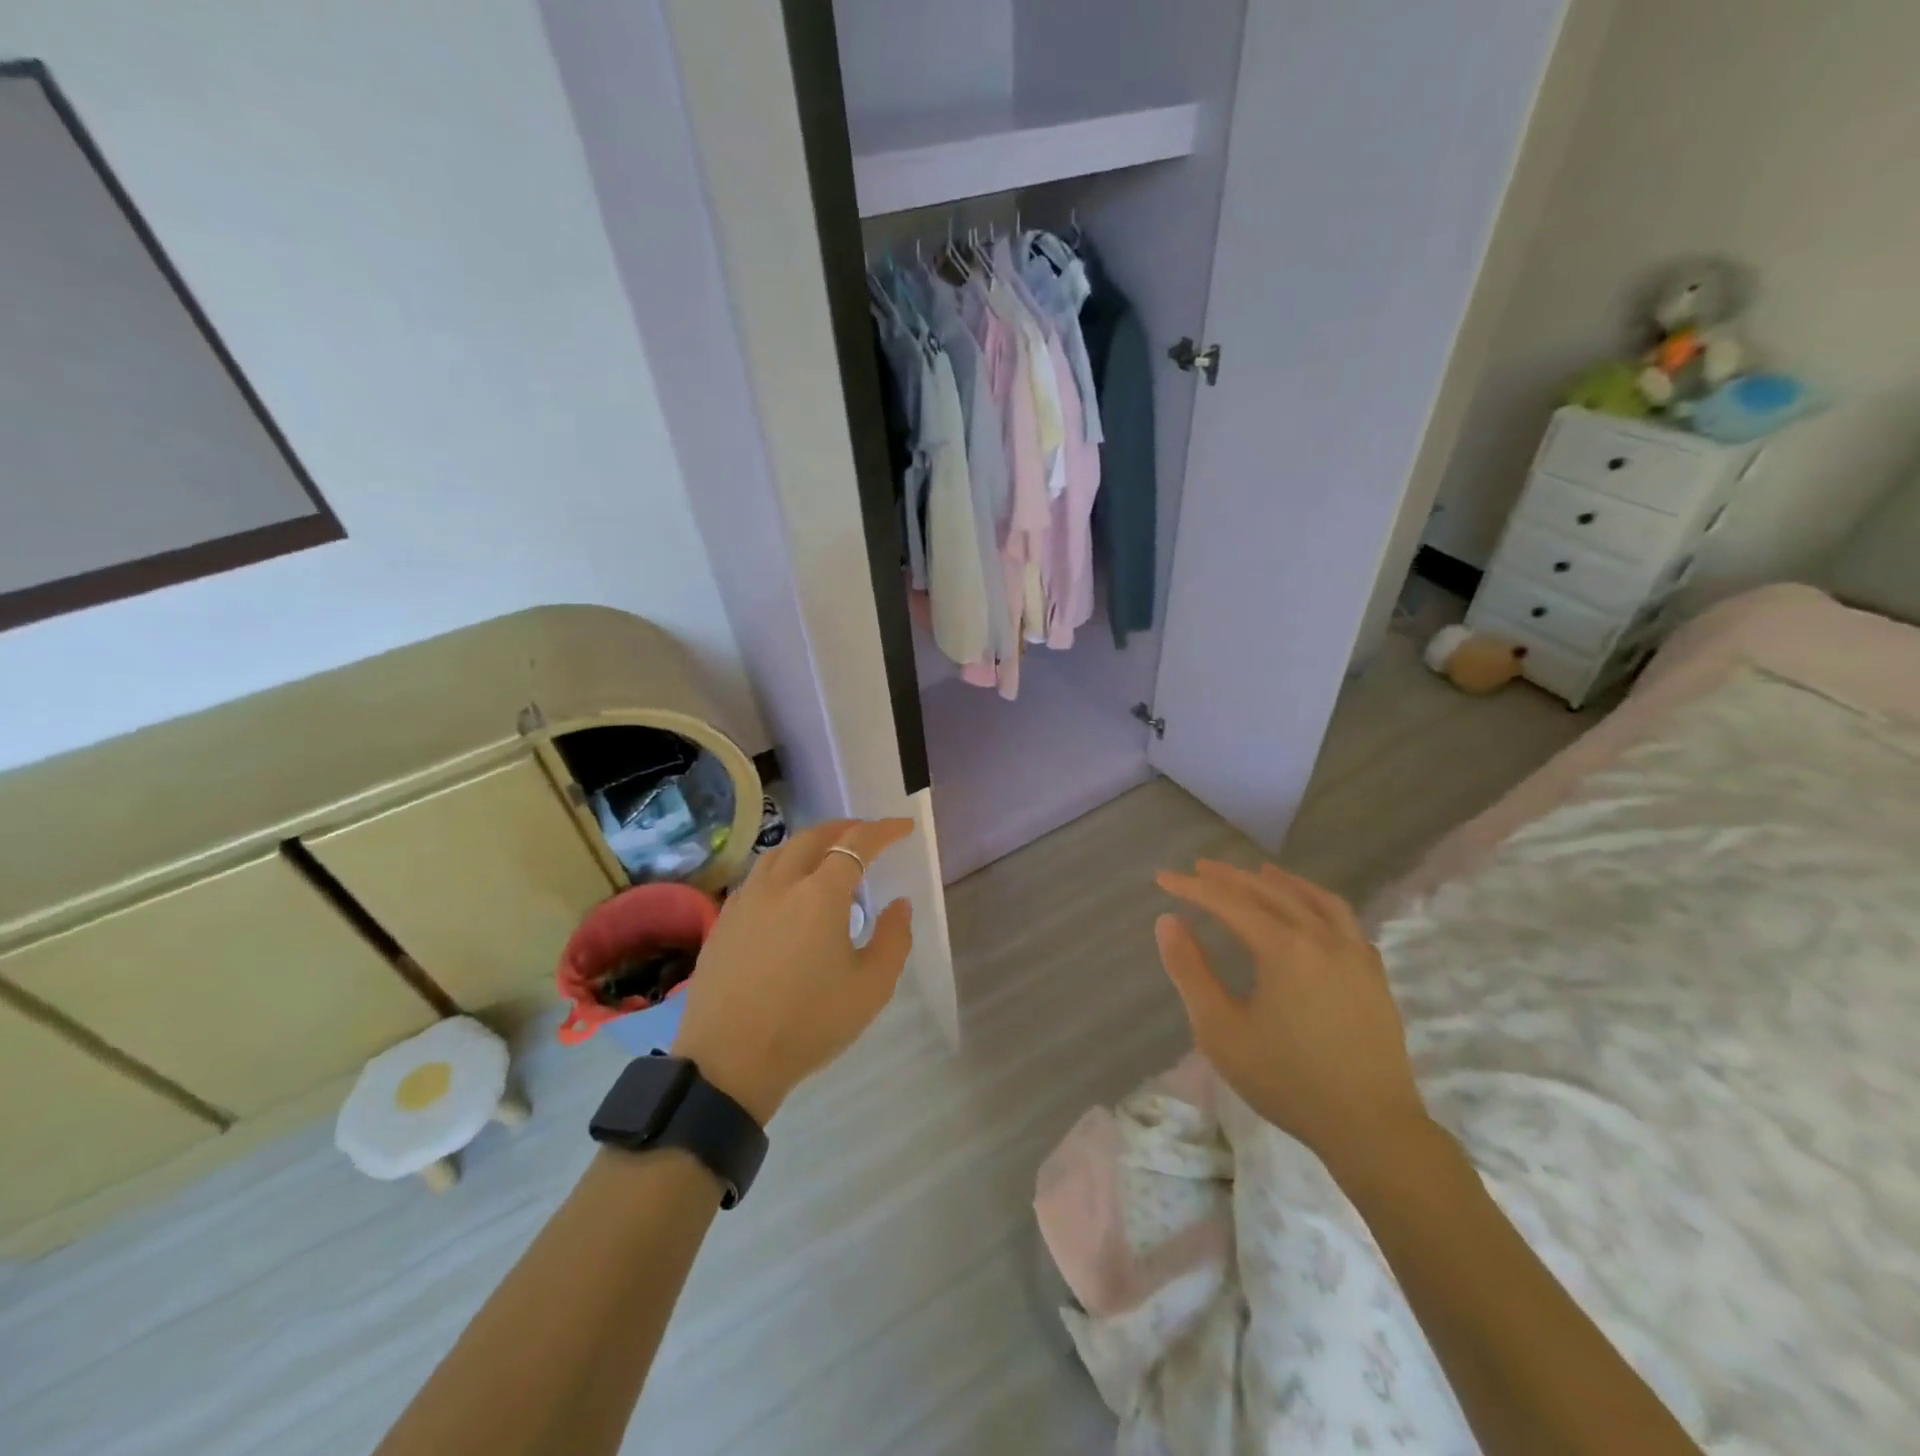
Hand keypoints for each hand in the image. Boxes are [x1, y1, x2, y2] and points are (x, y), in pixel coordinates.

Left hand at [672, 818, 914, 1122]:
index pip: (857, 844)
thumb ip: (894, 939)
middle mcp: (781, 884)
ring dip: (811, 842)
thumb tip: (898, 905)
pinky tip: (788, 888)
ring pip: (781, 851)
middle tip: (868, 834)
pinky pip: (759, 875)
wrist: (729, 1061)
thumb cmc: (809, 1023)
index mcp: (820, 894)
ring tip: (829, 853)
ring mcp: (747, 899)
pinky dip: (783, 865)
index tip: (904, 827)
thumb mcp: (871, 988)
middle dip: (846, 828)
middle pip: (814, 837)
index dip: (884, 830)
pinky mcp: (725, 920)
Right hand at [1154, 860, 1430, 1179]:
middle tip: (1201, 867)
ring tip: (1259, 871)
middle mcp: (1322, 938)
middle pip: (1271, 891)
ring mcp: (1355, 954)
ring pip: (1315, 899)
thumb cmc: (1287, 1080)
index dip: (1193, 887)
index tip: (1163, 878)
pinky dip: (1318, 904)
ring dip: (1281, 881)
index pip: (1229, 902)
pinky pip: (1344, 921)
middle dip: (1231, 877)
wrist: (1371, 1128)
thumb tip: (1168, 922)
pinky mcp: (1374, 975)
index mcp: (1284, 948)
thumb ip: (1190, 971)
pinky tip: (1310, 913)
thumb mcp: (1220, 1030)